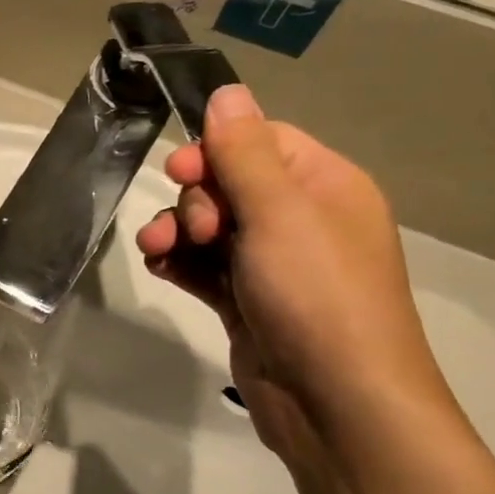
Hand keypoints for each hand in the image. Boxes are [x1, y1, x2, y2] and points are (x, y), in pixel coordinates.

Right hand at [133, 86, 453, 474]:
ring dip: (177, 232)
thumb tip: (227, 90)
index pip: (260, 141)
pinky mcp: (247, 302)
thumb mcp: (278, 212)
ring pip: (210, 228)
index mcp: (324, 185)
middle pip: (229, 184)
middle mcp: (301, 220)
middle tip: (194, 229)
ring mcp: (272, 264)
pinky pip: (204, 268)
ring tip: (158, 252)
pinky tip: (160, 268)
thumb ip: (244, 151)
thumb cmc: (315, 294)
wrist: (336, 403)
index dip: (216, 150)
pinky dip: (179, 263)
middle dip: (195, 199)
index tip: (180, 171)